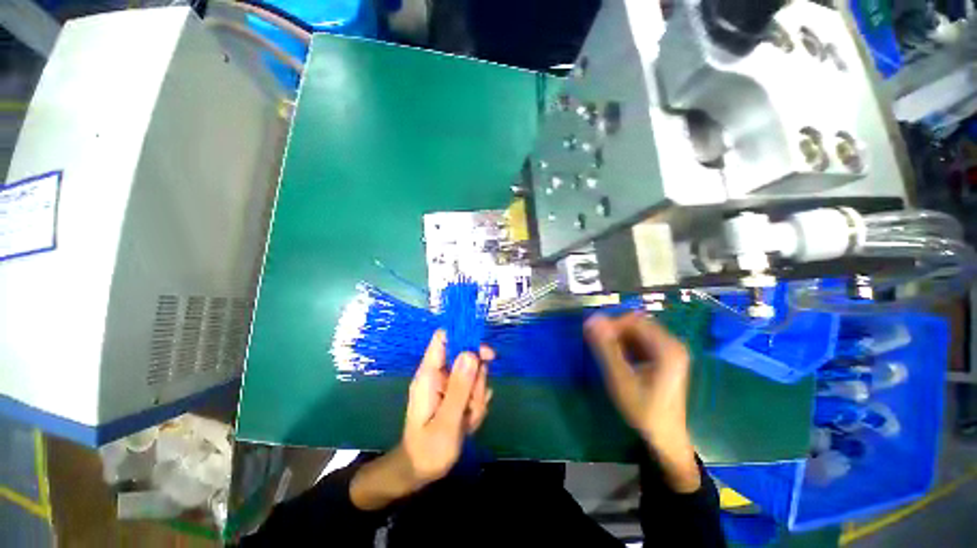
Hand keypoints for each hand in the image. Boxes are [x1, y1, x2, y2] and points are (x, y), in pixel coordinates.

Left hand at [351, 331, 492, 509]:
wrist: (418, 472)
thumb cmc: (427, 450)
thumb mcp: (446, 421)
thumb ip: (459, 387)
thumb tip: (471, 353)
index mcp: (430, 373)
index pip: (444, 337)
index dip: (464, 336)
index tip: (484, 353)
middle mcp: (439, 373)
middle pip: (467, 356)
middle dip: (476, 380)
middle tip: (472, 405)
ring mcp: (448, 383)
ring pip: (474, 374)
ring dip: (477, 397)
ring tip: (467, 419)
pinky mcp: (455, 393)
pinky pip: (475, 389)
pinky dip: (476, 405)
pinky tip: (468, 422)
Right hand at [585, 313, 699, 492]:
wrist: (665, 436)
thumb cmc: (644, 409)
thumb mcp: (620, 379)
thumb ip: (606, 348)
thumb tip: (592, 320)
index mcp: (667, 347)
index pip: (634, 321)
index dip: (612, 324)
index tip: (595, 336)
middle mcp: (672, 344)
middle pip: (636, 324)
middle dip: (614, 331)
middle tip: (598, 346)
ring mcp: (670, 351)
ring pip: (637, 332)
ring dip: (618, 338)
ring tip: (606, 354)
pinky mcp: (664, 357)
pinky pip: (640, 341)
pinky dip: (625, 345)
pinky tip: (618, 360)